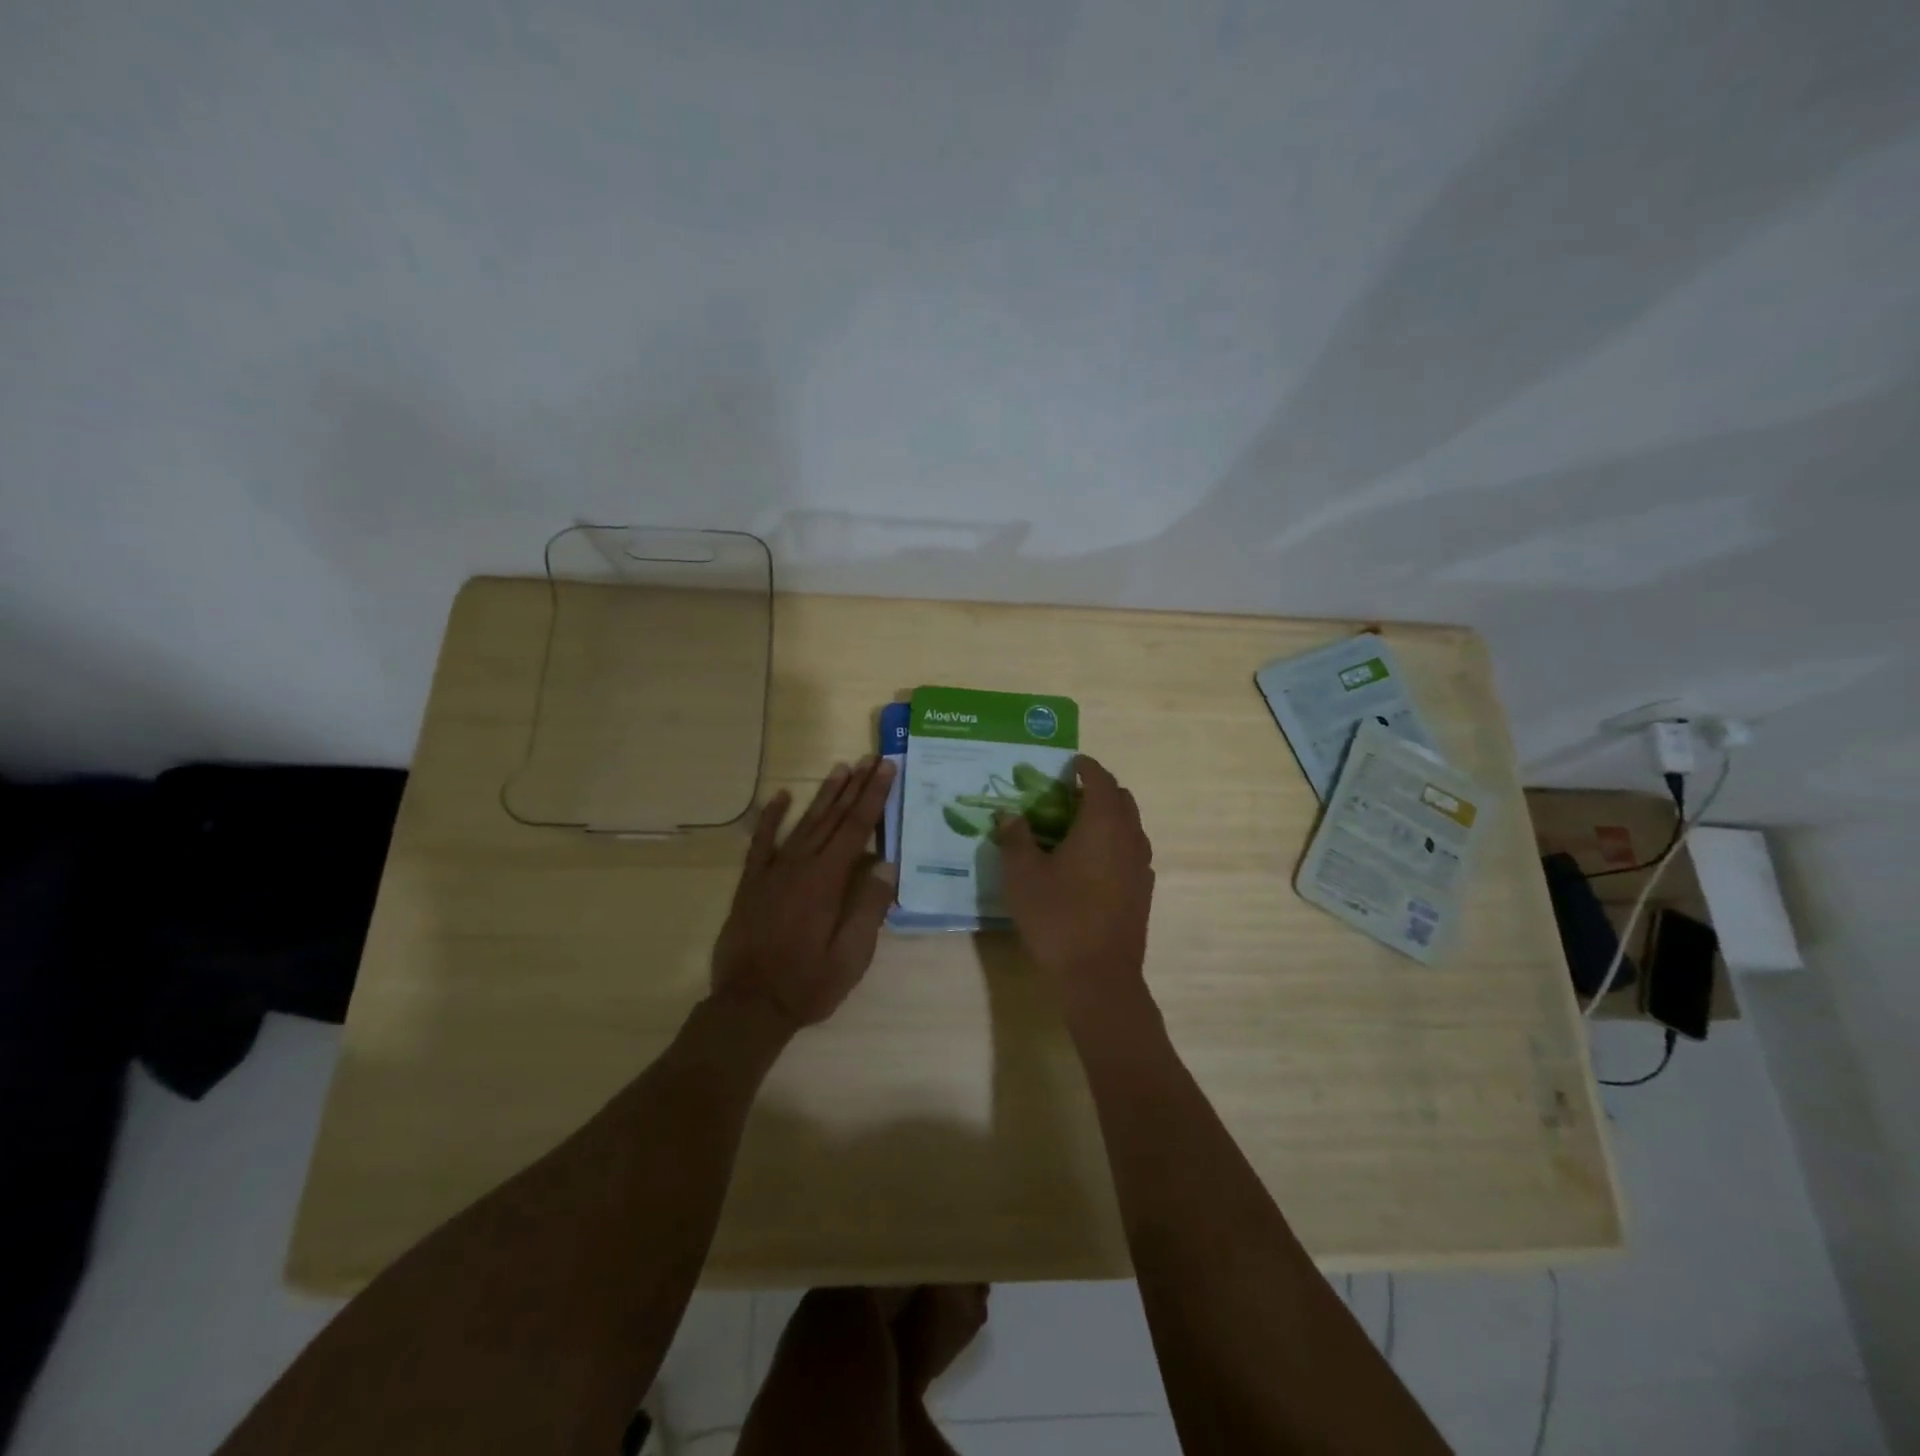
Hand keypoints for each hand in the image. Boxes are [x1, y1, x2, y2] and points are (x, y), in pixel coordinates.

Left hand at [711, 757, 897, 1028]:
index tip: (887, 769)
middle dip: (855, 786)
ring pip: (804, 822)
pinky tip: (781, 796)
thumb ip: (869, 908)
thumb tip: (886, 865)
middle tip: (872, 758)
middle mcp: (801, 865)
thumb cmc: (808, 983)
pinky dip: (771, 817)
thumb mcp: (851, 956)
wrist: (749, 1005)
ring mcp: (773, 871)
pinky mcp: (752, 882)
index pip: (857, 828)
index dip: (874, 797)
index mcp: (827, 880)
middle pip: (833, 817)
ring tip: (841, 767)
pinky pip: (761, 841)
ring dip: (824, 794)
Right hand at [994, 755, 1154, 1026]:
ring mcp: (1141, 866)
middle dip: (1099, 789)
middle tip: (1069, 793)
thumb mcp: (1023, 875)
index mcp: (1102, 824)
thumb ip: (1016, 838)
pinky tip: (1092, 862)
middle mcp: (1129, 837)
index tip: (1071, 763)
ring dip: (1109, 816)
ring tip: (1079, 826)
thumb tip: (1009, 814)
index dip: (1086, 767)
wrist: (1098, 976)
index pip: (1101, 780)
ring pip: (1130, 826)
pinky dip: (1115, 842)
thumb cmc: (1058, 917)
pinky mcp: (1143, 891)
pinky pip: (1132, 850)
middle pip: (1122, 799)